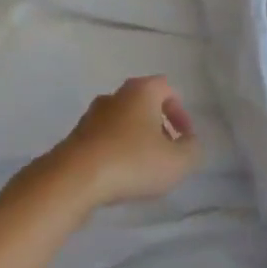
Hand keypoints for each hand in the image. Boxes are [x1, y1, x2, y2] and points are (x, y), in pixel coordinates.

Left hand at [44, 75, 199, 211]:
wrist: (74, 179)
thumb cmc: (133, 162)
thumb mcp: (179, 161)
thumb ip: (192, 149)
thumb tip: (188, 142)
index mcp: (140, 91)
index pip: (167, 88)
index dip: (180, 112)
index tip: (184, 138)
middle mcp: (114, 97)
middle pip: (142, 105)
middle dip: (158, 126)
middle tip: (167, 152)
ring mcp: (90, 117)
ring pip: (122, 123)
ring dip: (136, 141)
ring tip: (144, 169)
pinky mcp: (74, 138)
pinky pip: (104, 140)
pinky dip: (116, 153)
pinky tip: (120, 176)